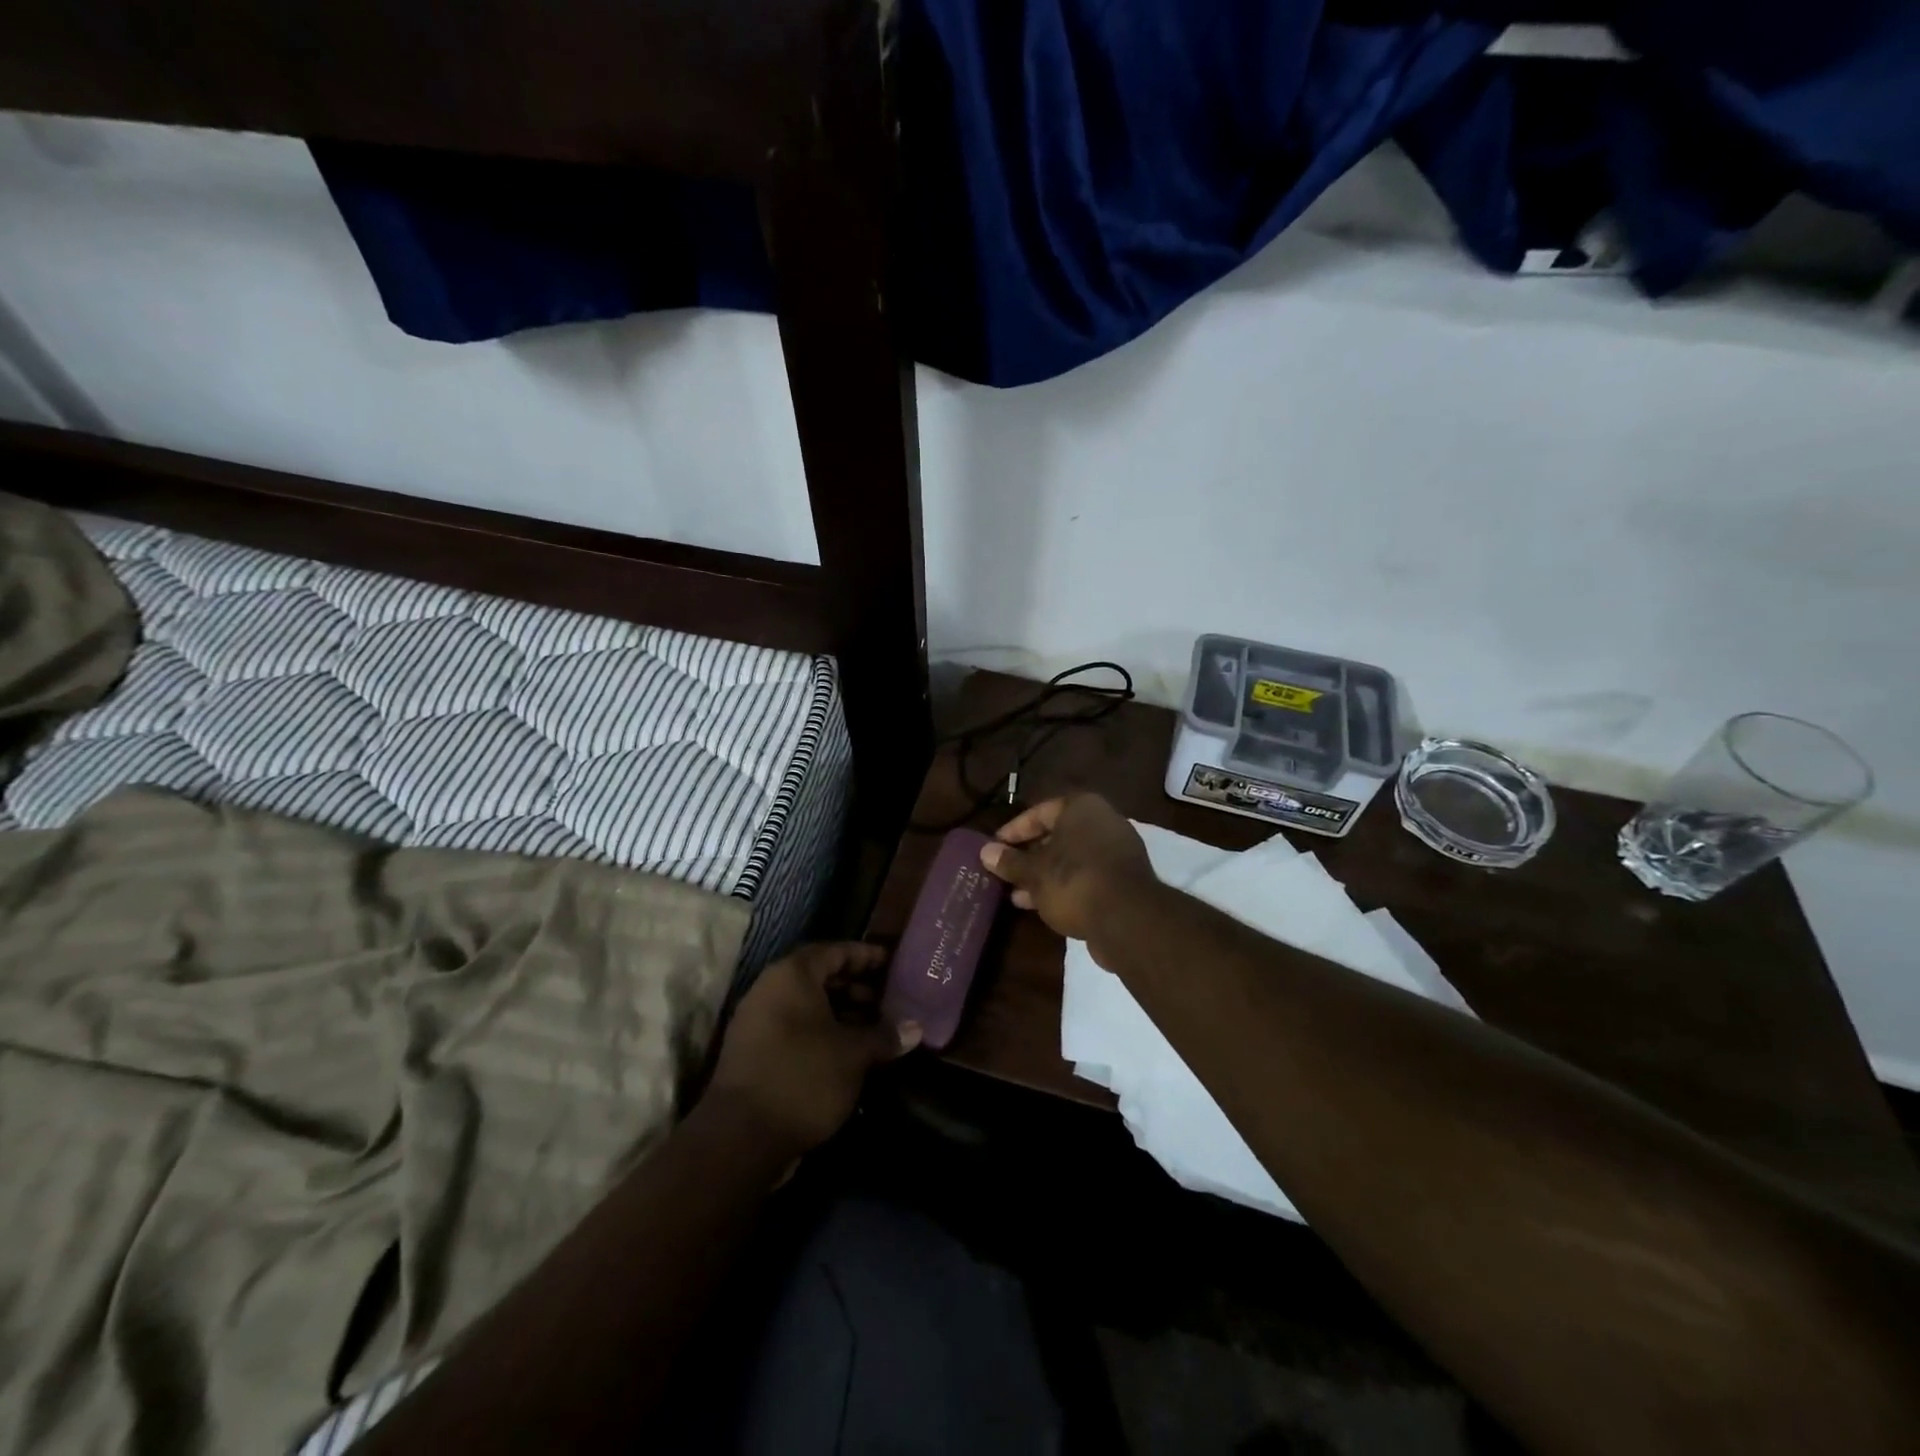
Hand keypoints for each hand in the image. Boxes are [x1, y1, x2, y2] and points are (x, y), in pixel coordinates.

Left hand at [708, 942, 920, 1156]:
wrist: (740, 1137)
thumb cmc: (804, 1077)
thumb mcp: (854, 1055)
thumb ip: (885, 1035)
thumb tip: (915, 1028)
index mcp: (793, 975)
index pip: (836, 951)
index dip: (867, 956)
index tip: (893, 964)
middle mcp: (770, 989)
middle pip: (820, 976)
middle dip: (856, 987)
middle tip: (888, 1001)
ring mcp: (757, 1021)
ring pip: (807, 1005)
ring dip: (841, 1013)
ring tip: (874, 1030)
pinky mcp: (753, 1052)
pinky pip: (794, 1027)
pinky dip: (822, 1032)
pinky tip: (847, 1054)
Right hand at [978, 793, 1158, 947]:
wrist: (1128, 920)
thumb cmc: (1074, 881)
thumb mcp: (1034, 872)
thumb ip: (1010, 861)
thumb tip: (985, 852)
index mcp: (1082, 808)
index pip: (1040, 812)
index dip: (1014, 830)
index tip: (994, 847)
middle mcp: (1103, 823)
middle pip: (1057, 836)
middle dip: (1029, 856)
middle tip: (1005, 872)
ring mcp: (1117, 853)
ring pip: (1071, 859)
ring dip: (1043, 875)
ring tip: (1016, 895)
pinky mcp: (1123, 881)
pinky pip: (1086, 877)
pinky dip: (1064, 887)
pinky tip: (1041, 906)